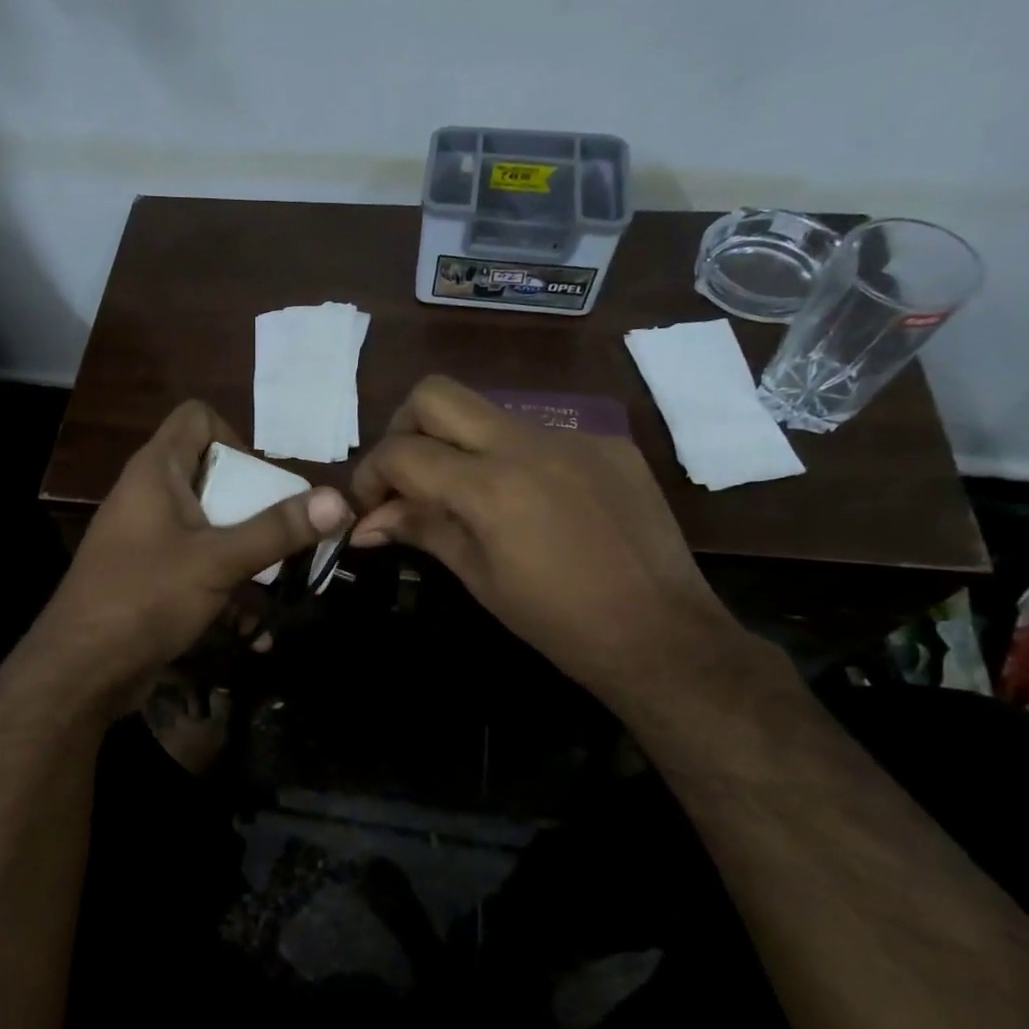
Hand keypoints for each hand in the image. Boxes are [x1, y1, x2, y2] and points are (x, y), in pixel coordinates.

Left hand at [23, 401, 350, 707]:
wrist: (80, 671)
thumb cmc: (145, 597)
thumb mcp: (218, 560)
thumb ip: (277, 530)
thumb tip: (339, 500)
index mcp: (156, 472)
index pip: (197, 418)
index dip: (235, 438)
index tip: (261, 483)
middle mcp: (149, 497)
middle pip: (212, 477)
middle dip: (256, 507)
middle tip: (287, 536)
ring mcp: (147, 541)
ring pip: (209, 530)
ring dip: (248, 556)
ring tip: (285, 584)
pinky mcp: (149, 580)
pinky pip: (197, 570)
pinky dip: (226, 591)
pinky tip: (255, 632)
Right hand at [350, 376, 743, 706]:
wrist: (663, 634)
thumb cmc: (558, 622)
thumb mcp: (478, 577)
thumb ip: (421, 531)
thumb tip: (365, 523)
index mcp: (490, 486)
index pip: (402, 452)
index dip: (370, 476)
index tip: (370, 506)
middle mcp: (528, 443)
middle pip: (436, 394)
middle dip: (404, 429)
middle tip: (407, 478)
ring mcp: (574, 436)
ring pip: (488, 411)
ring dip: (458, 443)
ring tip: (465, 496)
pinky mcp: (608, 444)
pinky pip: (539, 434)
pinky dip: (512, 458)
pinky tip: (530, 504)